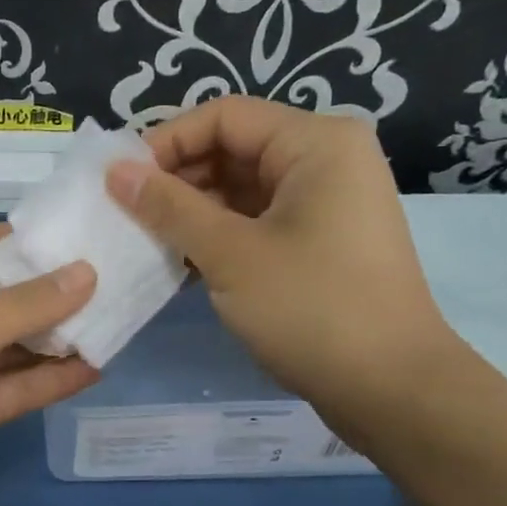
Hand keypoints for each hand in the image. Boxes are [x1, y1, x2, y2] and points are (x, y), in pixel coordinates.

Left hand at [0, 223, 98, 505]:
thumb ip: (25, 304)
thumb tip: (86, 272)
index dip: (29, 241)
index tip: (85, 237)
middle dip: (50, 293)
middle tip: (117, 282)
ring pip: (5, 347)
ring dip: (53, 340)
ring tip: (116, 324)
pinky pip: (4, 391)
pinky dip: (43, 381)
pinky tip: (92, 370)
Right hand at [105, 97, 457, 439]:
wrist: (391, 389)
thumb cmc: (312, 309)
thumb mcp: (230, 254)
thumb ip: (169, 207)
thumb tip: (115, 172)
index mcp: (316, 143)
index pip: (224, 116)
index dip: (166, 142)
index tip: (119, 181)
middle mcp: (325, 160)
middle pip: (233, 149)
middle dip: (176, 179)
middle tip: (125, 214)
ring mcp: (325, 203)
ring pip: (241, 189)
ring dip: (191, 211)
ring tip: (144, 240)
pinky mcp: (318, 241)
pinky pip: (256, 221)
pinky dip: (217, 235)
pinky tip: (179, 261)